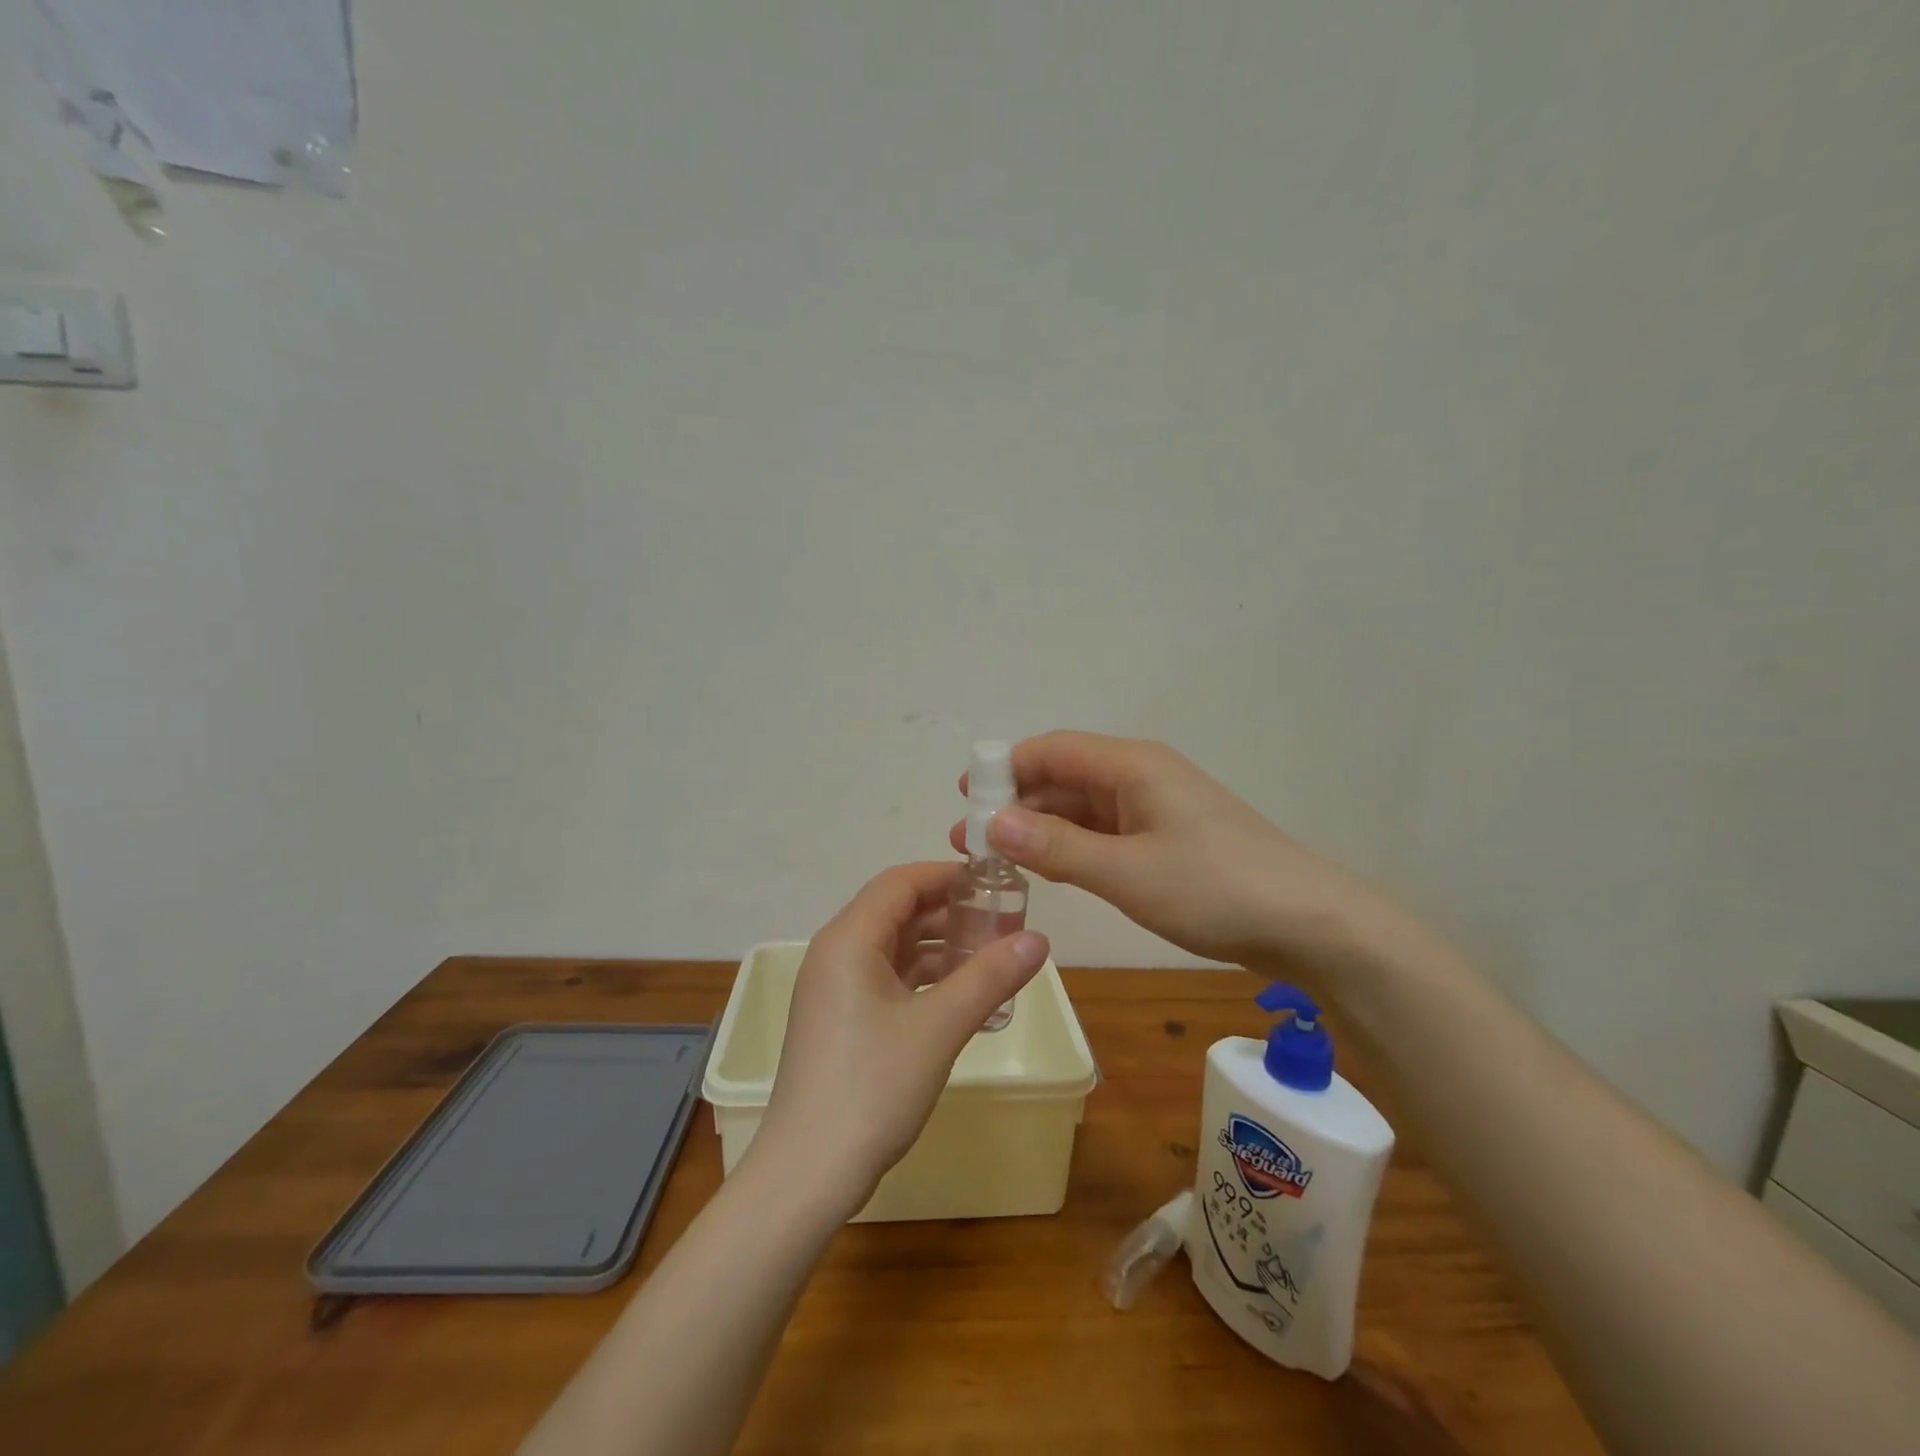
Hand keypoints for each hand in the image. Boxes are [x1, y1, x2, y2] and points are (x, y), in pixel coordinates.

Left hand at [755, 862, 1050, 1217]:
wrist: (808, 1173)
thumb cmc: (872, 1087)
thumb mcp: (939, 1027)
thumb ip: (990, 976)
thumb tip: (1039, 938)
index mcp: (849, 939)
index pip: (901, 882)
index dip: (948, 875)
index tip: (996, 883)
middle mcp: (836, 953)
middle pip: (897, 911)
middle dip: (950, 911)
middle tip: (1004, 920)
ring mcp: (835, 989)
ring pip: (894, 948)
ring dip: (940, 947)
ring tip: (993, 956)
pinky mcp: (841, 1020)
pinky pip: (888, 979)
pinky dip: (925, 979)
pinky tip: (964, 997)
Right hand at [950, 731, 1395, 970]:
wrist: (1309, 923)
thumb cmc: (1214, 888)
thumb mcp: (1126, 871)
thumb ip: (1058, 847)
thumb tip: (993, 823)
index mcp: (1132, 766)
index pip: (1052, 750)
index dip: (1005, 768)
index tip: (966, 798)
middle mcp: (1140, 777)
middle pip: (1064, 777)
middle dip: (1016, 805)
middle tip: (971, 842)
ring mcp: (1156, 809)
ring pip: (1082, 808)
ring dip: (1040, 829)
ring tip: (997, 859)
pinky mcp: (1166, 840)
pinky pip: (1105, 832)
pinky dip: (1072, 846)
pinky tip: (1047, 868)